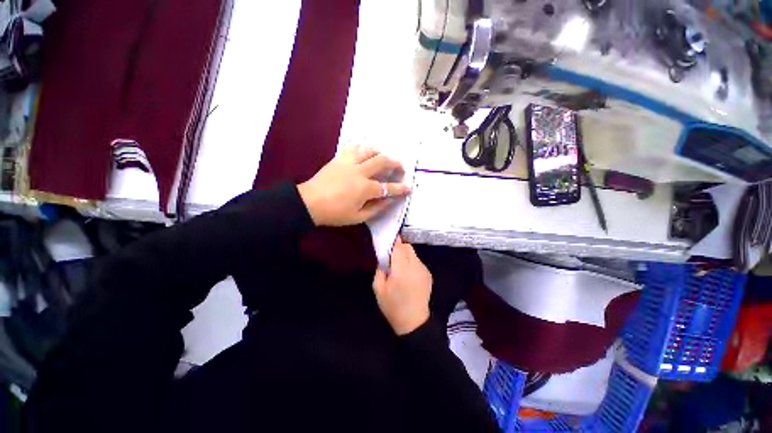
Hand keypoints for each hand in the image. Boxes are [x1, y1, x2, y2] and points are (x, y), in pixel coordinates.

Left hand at [297, 145, 411, 226]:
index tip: (409, 187)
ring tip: (385, 158)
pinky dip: (363, 148)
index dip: (400, 188)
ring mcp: (348, 162)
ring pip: (369, 150)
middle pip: (382, 161)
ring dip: (381, 153)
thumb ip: (376, 209)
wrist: (309, 203)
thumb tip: (389, 201)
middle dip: (395, 164)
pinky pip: (353, 147)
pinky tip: (366, 152)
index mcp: (364, 189)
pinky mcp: (339, 158)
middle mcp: (359, 172)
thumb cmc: (334, 213)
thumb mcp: (358, 217)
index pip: (388, 188)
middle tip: (401, 168)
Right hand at [373, 238, 431, 335]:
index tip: (390, 240)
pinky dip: (412, 263)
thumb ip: (379, 270)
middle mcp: (415, 267)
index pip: (400, 248)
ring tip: (400, 267)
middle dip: (400, 248)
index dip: (395, 242)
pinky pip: (419, 262)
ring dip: (406, 256)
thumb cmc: (393, 306)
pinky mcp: (428, 275)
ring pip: (414, 254)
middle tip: (393, 256)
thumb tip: (384, 260)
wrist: (414, 321)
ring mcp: (424, 270)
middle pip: (409, 248)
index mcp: (401, 270)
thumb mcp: (378, 289)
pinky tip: (408, 275)